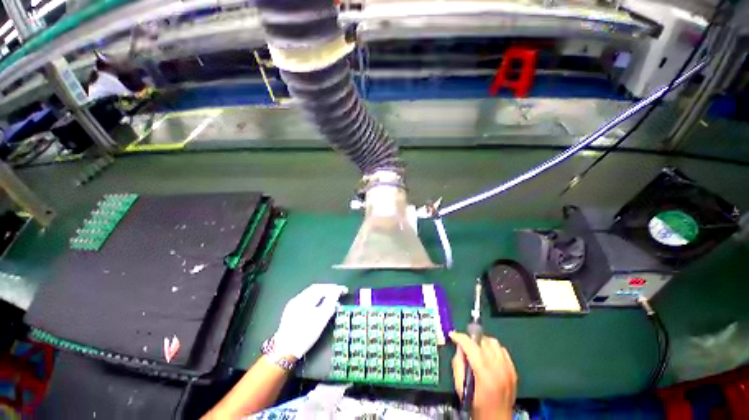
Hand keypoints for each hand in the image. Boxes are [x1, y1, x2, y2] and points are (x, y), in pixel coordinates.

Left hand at [273, 284, 347, 358]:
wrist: (284, 351)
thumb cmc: (305, 334)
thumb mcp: (322, 318)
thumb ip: (330, 301)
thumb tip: (337, 291)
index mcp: (305, 298)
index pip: (323, 287)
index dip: (335, 288)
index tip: (344, 291)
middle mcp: (298, 298)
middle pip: (316, 288)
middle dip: (328, 289)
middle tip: (339, 293)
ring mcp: (293, 304)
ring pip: (311, 294)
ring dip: (322, 294)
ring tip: (331, 299)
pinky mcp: (291, 311)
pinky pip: (306, 300)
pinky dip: (315, 299)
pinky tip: (320, 305)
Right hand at [450, 332, 516, 419]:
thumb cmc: (476, 406)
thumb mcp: (461, 387)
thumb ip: (458, 364)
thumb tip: (459, 348)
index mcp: (485, 374)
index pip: (471, 346)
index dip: (460, 337)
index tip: (452, 335)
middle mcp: (499, 369)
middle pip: (483, 341)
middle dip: (471, 341)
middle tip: (465, 347)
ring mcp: (508, 369)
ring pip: (494, 343)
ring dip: (483, 343)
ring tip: (477, 351)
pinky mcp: (513, 371)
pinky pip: (503, 350)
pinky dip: (494, 350)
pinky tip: (488, 357)